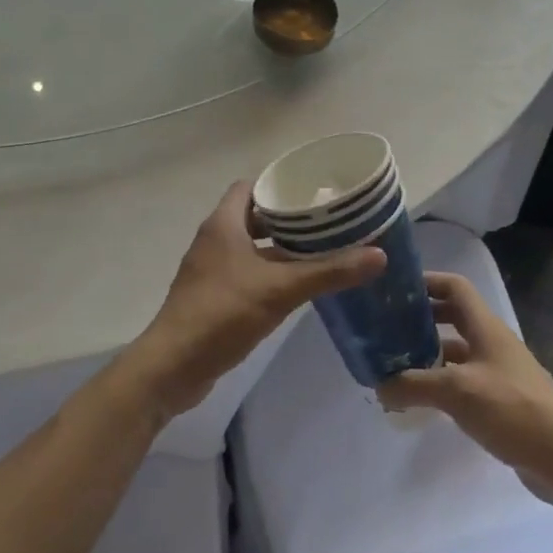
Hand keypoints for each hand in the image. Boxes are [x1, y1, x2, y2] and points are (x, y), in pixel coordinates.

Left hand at [126, 182, 385, 418]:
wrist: (173, 367)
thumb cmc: (222, 314)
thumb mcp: (280, 289)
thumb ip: (329, 272)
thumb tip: (379, 255)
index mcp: (223, 224)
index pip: (250, 187)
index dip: (279, 185)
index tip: (313, 192)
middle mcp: (214, 240)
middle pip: (254, 217)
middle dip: (288, 219)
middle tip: (327, 223)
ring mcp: (211, 270)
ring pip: (251, 247)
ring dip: (280, 249)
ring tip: (321, 252)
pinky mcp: (212, 297)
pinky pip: (246, 274)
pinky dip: (270, 274)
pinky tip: (297, 287)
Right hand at [379, 272, 552, 485]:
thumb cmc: (512, 409)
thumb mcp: (457, 392)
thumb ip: (414, 385)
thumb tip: (379, 385)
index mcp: (485, 327)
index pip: (455, 287)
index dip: (427, 282)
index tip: (395, 290)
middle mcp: (492, 343)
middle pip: (453, 317)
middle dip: (421, 319)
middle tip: (387, 330)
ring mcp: (498, 372)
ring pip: (457, 352)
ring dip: (428, 354)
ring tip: (395, 366)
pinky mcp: (501, 400)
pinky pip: (463, 380)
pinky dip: (441, 383)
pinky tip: (421, 400)